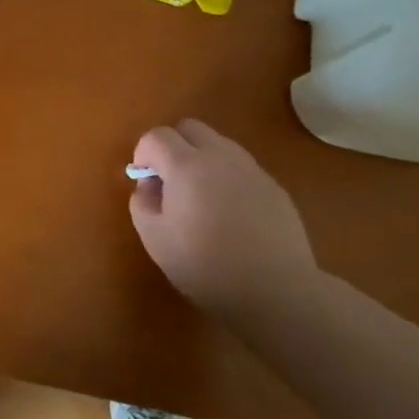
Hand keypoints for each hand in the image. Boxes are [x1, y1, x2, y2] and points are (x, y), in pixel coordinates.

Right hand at [128, 118, 317, 316]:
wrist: (276, 291)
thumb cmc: (205, 265)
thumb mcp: (154, 238)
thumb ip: (142, 202)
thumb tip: (149, 184)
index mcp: (186, 165)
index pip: (156, 136)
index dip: (143, 154)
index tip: (145, 182)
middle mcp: (220, 156)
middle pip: (189, 127)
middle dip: (172, 146)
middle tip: (170, 181)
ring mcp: (252, 169)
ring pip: (218, 144)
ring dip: (201, 159)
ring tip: (201, 198)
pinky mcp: (274, 187)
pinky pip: (241, 168)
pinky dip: (227, 178)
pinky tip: (231, 214)